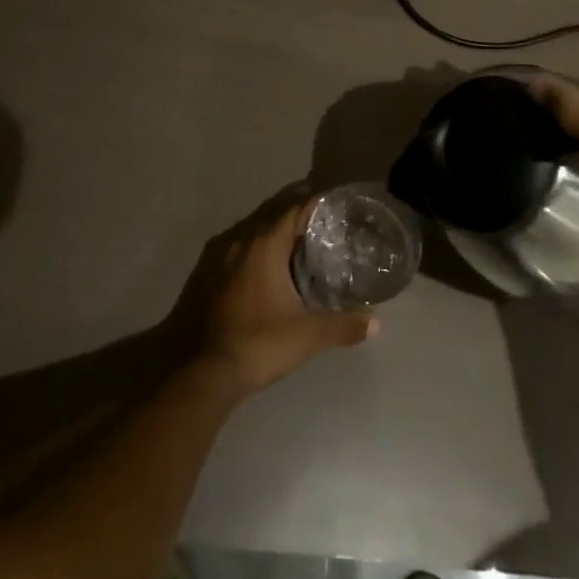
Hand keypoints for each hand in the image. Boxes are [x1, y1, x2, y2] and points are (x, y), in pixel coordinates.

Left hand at [168, 194, 375, 395]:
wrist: (202, 373)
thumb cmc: (259, 342)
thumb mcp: (308, 335)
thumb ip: (343, 325)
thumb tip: (376, 322)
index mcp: (265, 244)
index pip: (294, 209)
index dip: (315, 205)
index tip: (335, 207)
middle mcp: (240, 241)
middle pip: (273, 217)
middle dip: (297, 219)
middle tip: (322, 227)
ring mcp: (218, 259)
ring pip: (252, 235)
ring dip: (274, 238)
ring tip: (298, 249)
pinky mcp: (205, 278)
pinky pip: (237, 254)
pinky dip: (255, 255)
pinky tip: (266, 274)